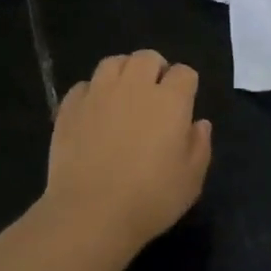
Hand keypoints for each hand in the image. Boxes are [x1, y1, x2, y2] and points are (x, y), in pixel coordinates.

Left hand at [44, 50, 211, 250]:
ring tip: (123, 95)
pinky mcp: (70, 107)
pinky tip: (94, 113)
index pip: (184, 72)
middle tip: (154, 95)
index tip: (184, 104)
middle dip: (155, 69)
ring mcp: (98, 93)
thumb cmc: (150, 199)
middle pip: (147, 57)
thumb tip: (199, 123)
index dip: (186, 85)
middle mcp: (134, 87)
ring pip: (113, 62)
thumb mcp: (191, 180)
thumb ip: (200, 145)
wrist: (90, 213)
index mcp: (170, 101)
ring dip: (123, 73)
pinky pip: (84, 86)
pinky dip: (92, 93)